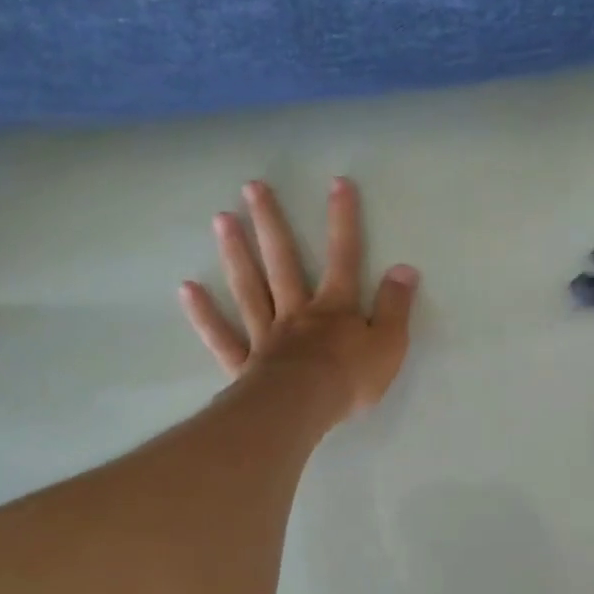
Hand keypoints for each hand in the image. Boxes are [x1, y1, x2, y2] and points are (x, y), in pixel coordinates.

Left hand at [180, 177, 419, 420]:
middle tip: (251, 187)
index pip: (343, 257)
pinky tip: (187, 289)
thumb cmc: (349, 379)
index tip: (337, 183)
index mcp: (334, 308)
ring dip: (235, 253)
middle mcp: (296, 312)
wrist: (301, 410)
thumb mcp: (389, 344)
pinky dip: (204, 314)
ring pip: (249, 288)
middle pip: (283, 261)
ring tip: (221, 219)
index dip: (343, 220)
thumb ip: (396, 307)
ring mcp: (265, 335)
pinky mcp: (244, 364)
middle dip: (271, 223)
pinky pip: (222, 336)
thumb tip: (405, 269)